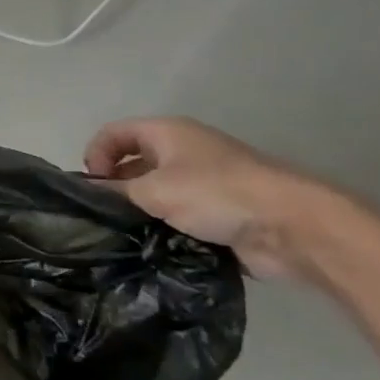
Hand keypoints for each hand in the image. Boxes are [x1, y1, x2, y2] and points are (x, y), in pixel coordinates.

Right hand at [83, 116, 330, 280]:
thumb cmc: (216, 193)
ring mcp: (203, 182)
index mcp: (166, 132)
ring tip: (125, 236)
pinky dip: (164, 228)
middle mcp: (183, 151)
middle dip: (116, 187)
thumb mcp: (154, 190)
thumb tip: (88, 193)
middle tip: (104, 216)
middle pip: (133, 162)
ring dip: (140, 211)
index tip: (92, 187)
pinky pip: (179, 216)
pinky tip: (153, 247)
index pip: (114, 133)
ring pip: (156, 193)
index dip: (95, 154)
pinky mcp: (219, 212)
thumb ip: (115, 191)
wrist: (291, 226)